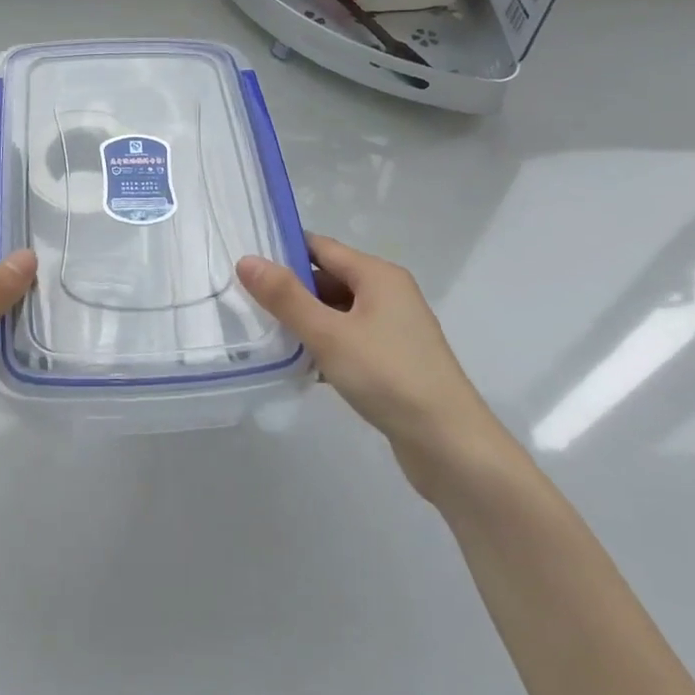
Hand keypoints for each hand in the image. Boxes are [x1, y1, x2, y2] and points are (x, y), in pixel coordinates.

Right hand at [236, 234, 503, 499]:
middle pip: (328, 279)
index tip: (244, 260)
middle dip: (290, 291)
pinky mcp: (392, 361)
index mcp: (378, 275)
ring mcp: (393, 329)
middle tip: (244, 301)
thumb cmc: (388, 377)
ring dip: (305, 322)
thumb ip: (286, 297)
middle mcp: (388, 294)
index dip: (283, 250)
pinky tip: (298, 366)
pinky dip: (324, 347)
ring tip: (262, 334)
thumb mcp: (329, 334)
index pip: (321, 247)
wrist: (450, 446)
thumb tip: (246, 259)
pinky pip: (348, 340)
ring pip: (337, 313)